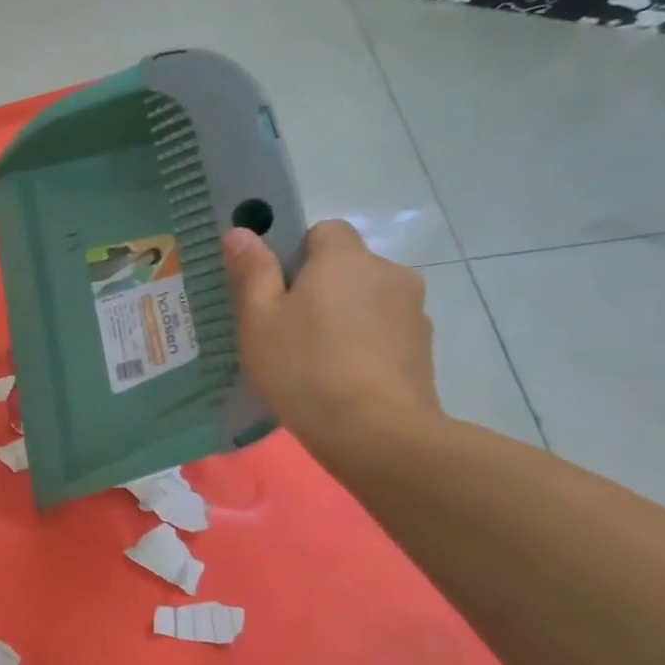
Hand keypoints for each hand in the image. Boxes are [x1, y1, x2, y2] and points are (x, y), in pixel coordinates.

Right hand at [222, 221, 441, 463]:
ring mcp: (413, 311)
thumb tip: (240, 231)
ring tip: (316, 361)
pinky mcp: (424, 348)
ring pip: (367, 300)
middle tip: (287, 330)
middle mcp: (387, 272)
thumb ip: (252, 271)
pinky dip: (365, 344)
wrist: (376, 432)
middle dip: (320, 288)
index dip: (297, 254)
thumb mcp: (259, 319)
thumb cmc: (305, 367)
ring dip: (345, 317)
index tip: (276, 291)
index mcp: (345, 258)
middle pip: (347, 267)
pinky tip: (344, 379)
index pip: (324, 231)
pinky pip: (385, 331)